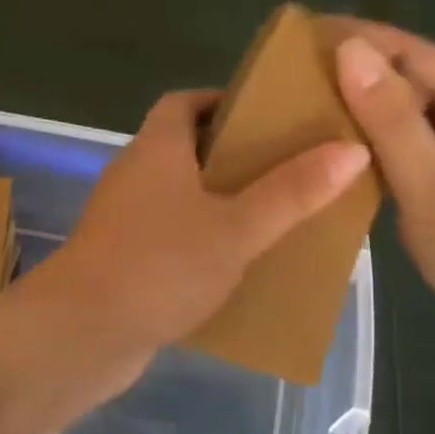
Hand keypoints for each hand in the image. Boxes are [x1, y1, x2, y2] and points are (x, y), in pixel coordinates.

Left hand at [30, 88, 369, 380]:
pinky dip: (202, 241)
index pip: (185, 102)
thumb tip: (352, 148)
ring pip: (180, 196)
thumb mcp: (236, 227)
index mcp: (156, 148)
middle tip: (289, 168)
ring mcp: (124, 220)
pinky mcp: (124, 260)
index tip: (271, 115)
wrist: (82, 333)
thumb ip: (292, 191)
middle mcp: (134, 175)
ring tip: (276, 216)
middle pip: (186, 148)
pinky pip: (171, 237)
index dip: (224, 100)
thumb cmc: (160, 265)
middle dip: (234, 155)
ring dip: (221, 202)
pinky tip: (238, 264)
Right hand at [329, 18, 434, 374]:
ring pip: (413, 126)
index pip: (419, 56)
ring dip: (367, 115)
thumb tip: (352, 50)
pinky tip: (344, 162)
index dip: (366, 37)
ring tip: (310, 111)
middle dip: (362, 74)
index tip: (308, 30)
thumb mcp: (433, 186)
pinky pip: (414, 161)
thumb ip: (391, 121)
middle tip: (298, 76)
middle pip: (417, 87)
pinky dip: (378, 154)